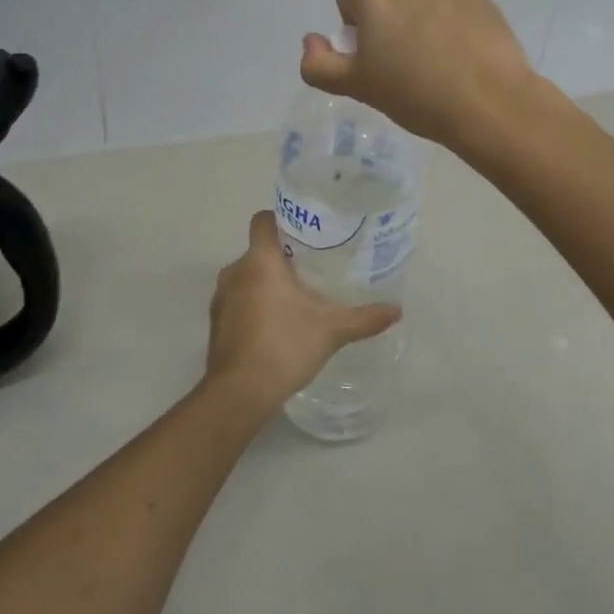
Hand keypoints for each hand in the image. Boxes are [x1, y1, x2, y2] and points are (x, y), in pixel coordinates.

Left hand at [207, 211, 400, 411]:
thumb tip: (397, 310)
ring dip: (266, 283)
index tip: (305, 233)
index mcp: (259, 261)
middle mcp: (235, 271)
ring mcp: (221, 297)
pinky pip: (237, 300)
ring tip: (296, 297)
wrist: (239, 392)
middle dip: (282, 257)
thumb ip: (364, 318)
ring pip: (247, 276)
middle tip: (312, 269)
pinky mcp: (216, 321)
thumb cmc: (284, 347)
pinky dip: (253, 304)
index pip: (263, 220)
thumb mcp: (331, 330)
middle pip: (258, 250)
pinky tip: (276, 324)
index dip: (282, 220)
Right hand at [300, 0, 538, 149]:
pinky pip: (454, 5)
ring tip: (436, 61)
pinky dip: (452, 22)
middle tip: (402, 64)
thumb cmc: (415, 95)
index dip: (354, 29)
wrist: (490, 103)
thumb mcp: (356, 87)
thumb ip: (319, 64)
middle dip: (388, 21)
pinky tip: (462, 55)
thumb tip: (311, 42)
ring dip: (420, 18)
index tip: (372, 59)